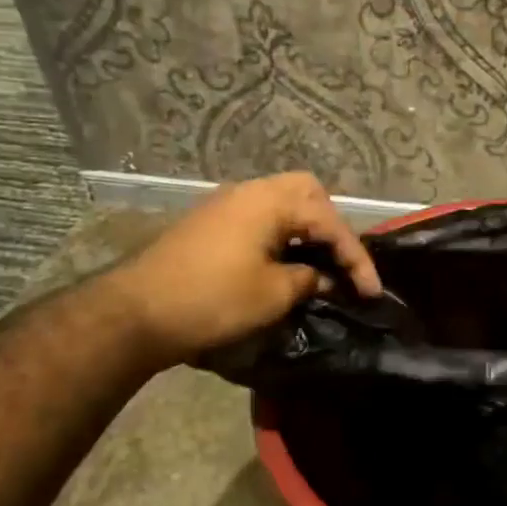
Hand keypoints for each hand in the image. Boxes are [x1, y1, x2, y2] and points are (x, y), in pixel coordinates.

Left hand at [109, 172, 381, 363]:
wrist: (135, 313)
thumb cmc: (212, 300)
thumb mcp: (273, 294)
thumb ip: (309, 279)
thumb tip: (323, 278)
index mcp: (270, 201)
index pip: (329, 222)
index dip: (356, 258)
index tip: (372, 292)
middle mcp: (249, 191)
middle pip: (307, 194)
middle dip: (332, 227)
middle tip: (343, 261)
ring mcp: (225, 205)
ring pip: (282, 203)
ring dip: (306, 230)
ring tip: (320, 264)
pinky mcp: (210, 224)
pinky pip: (260, 218)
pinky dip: (282, 235)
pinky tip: (286, 263)